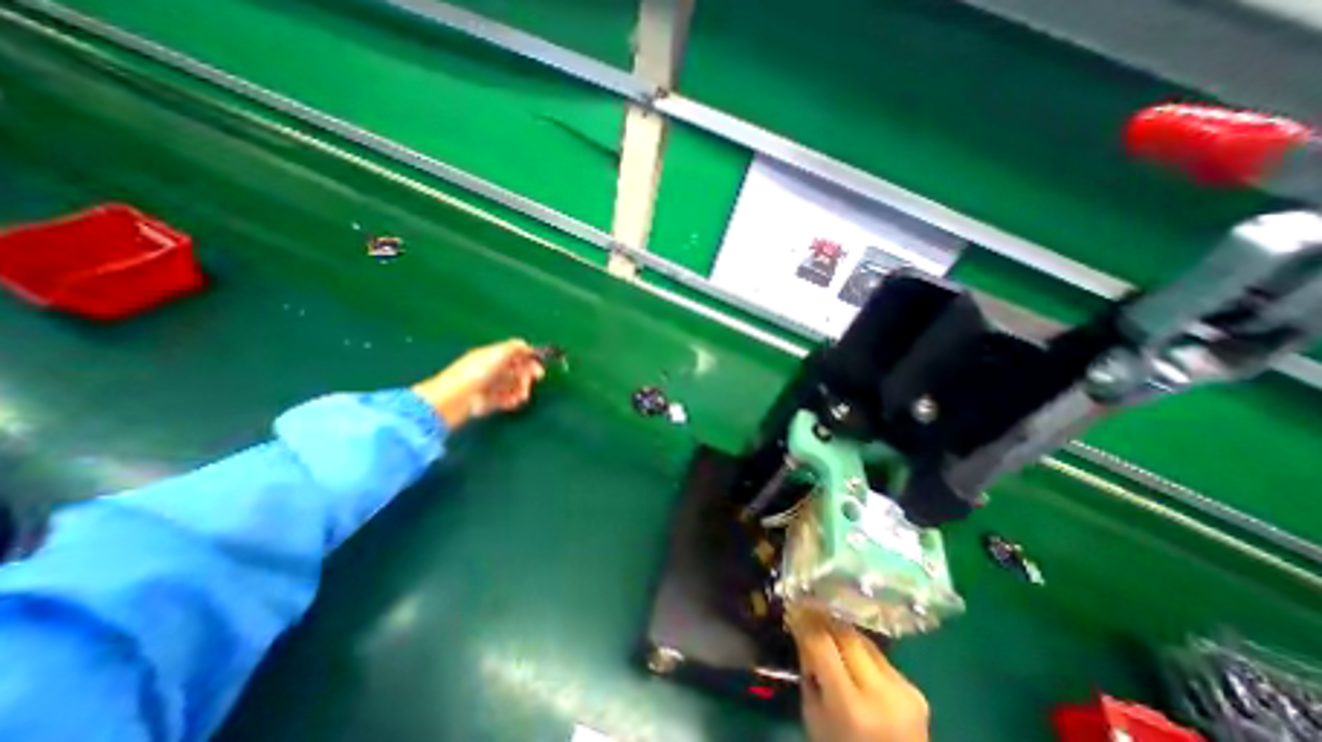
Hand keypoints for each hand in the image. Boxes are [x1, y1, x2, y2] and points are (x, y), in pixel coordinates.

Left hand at [410, 336, 541, 429]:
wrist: (456, 399)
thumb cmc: (477, 372)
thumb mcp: (498, 353)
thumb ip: (515, 347)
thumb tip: (527, 345)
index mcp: (491, 356)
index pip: (515, 356)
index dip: (528, 361)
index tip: (539, 368)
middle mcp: (490, 370)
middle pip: (516, 371)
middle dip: (526, 377)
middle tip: (530, 383)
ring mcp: (489, 386)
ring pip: (512, 387)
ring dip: (521, 390)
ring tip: (521, 396)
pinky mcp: (488, 402)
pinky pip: (505, 399)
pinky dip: (511, 400)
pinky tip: (512, 402)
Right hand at [789, 609, 932, 741]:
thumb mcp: (813, 716)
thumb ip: (809, 671)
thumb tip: (802, 629)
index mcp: (851, 708)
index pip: (822, 645)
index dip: (804, 622)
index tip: (791, 607)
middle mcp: (881, 694)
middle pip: (845, 634)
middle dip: (821, 617)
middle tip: (804, 607)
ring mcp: (903, 691)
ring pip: (861, 638)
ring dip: (839, 628)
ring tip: (822, 622)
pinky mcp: (915, 690)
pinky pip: (876, 653)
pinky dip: (857, 646)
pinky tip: (846, 647)